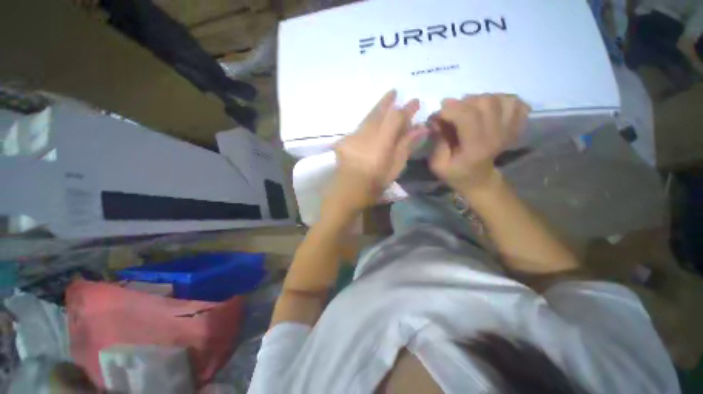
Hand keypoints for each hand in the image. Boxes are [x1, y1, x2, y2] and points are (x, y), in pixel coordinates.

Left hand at [324, 90, 425, 213]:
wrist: (346, 193)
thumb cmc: (373, 186)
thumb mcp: (394, 169)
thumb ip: (405, 146)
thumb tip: (420, 128)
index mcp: (380, 144)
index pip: (395, 118)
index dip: (406, 109)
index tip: (415, 102)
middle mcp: (365, 136)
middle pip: (378, 112)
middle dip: (388, 101)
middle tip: (395, 92)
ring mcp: (352, 137)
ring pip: (367, 117)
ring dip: (378, 109)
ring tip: (387, 100)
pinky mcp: (344, 140)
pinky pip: (359, 126)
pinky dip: (368, 121)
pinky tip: (373, 121)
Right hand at [429, 94, 529, 191]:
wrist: (479, 181)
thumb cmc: (456, 173)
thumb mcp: (438, 165)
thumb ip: (437, 142)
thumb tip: (437, 119)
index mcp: (476, 147)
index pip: (467, 115)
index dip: (449, 109)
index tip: (437, 115)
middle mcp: (496, 135)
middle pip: (484, 102)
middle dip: (462, 103)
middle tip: (451, 113)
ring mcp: (509, 129)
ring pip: (498, 98)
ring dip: (479, 100)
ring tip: (468, 111)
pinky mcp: (516, 126)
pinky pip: (516, 102)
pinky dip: (502, 100)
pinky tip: (488, 110)